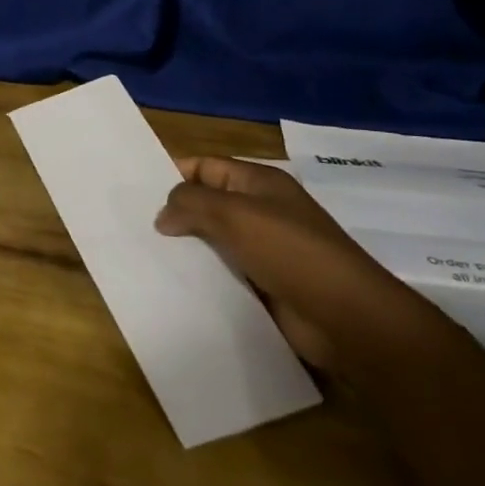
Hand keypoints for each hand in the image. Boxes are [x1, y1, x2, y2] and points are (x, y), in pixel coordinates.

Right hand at [155, 156, 440, 374]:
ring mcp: (266, 249)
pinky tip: (177, 284)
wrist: (348, 318)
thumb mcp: (234, 214)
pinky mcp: (267, 284)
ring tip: (147, 256)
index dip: (173, 175)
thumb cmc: (291, 252)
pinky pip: (226, 272)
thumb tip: (162, 214)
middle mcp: (262, 210)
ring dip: (187, 248)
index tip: (136, 193)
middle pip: (208, 203)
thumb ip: (190, 203)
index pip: (205, 166)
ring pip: (214, 240)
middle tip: (135, 227)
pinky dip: (204, 276)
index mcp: (259, 183)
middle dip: (175, 214)